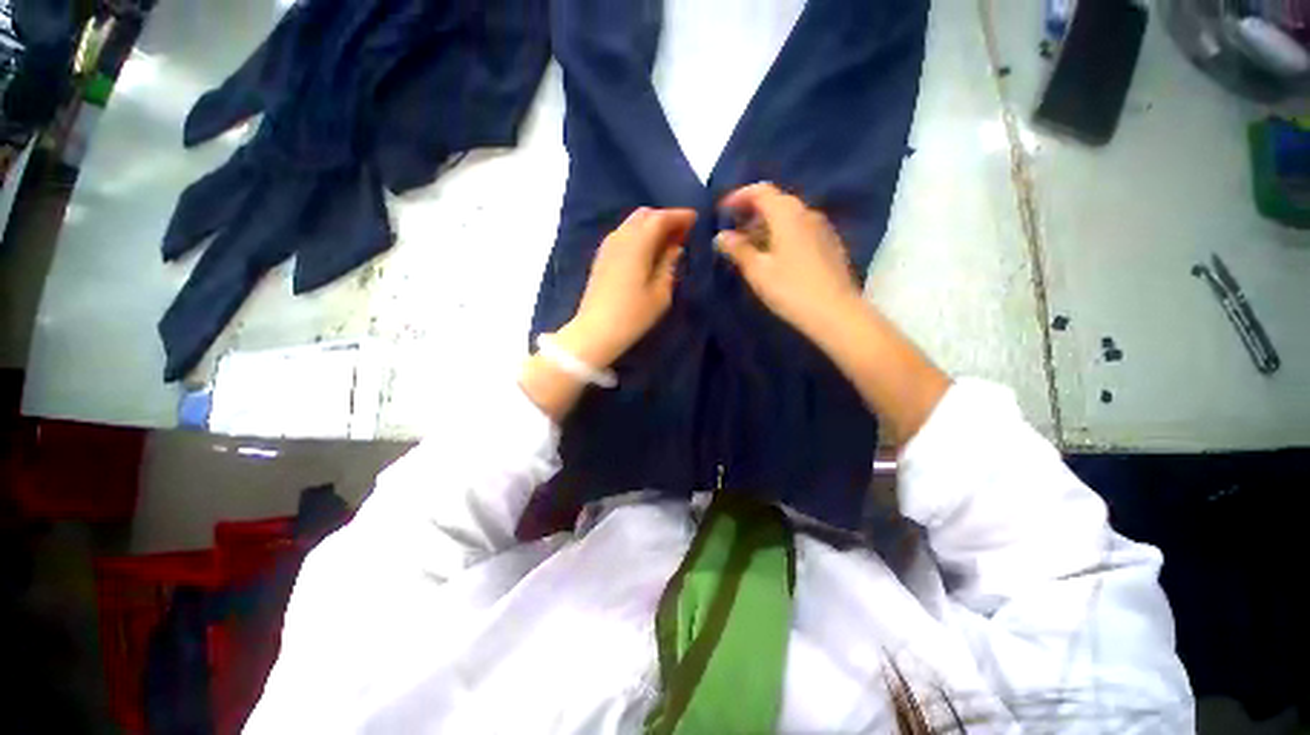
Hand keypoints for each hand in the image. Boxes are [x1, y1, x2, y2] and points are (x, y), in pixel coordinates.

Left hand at [557, 207, 694, 367]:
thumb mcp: (661, 293)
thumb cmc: (633, 315)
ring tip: (668, 242)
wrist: (596, 331)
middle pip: (645, 215)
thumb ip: (669, 264)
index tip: (695, 219)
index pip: (661, 218)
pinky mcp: (602, 256)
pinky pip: (624, 234)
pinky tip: (648, 251)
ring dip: (651, 226)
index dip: (680, 216)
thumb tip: (675, 247)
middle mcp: (620, 237)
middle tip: (682, 233)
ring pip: (632, 223)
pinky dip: (639, 235)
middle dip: (665, 219)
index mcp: (637, 244)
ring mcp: (608, 246)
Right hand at [715, 183, 863, 341]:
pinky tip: (775, 256)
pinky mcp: (830, 244)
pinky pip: (801, 229)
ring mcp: (822, 228)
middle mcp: (807, 213)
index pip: (761, 191)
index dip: (739, 197)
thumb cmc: (791, 289)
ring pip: (789, 217)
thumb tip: (721, 236)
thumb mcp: (758, 271)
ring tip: (750, 247)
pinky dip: (782, 234)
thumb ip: (738, 249)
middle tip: (734, 232)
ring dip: (767, 225)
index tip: (722, 211)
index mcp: (788, 215)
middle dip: (752, 212)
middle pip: (776, 202)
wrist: (835, 313)